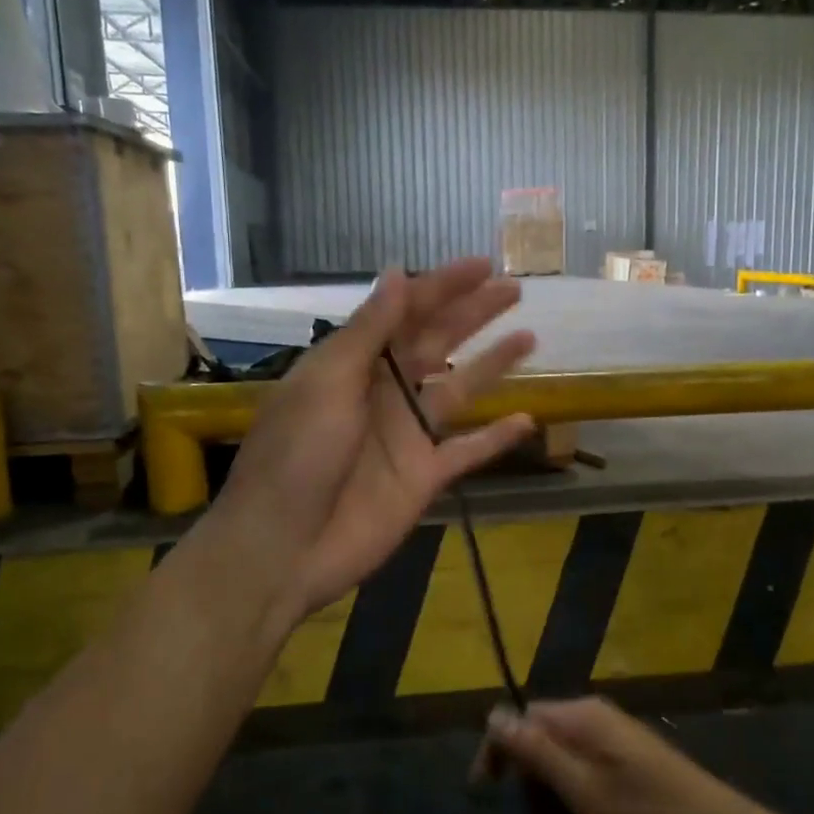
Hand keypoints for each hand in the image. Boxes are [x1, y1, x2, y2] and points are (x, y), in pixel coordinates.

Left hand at [210, 258, 536, 624]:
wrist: (284, 548)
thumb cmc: (296, 456)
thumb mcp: (327, 383)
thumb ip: (369, 331)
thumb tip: (397, 273)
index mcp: (353, 363)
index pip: (404, 314)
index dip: (442, 287)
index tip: (481, 265)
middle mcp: (383, 391)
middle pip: (437, 343)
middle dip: (472, 314)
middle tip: (514, 289)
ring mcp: (406, 435)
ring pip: (458, 389)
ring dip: (492, 364)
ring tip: (529, 338)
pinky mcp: (424, 477)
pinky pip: (468, 451)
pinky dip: (496, 437)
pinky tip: (528, 418)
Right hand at [473, 698, 772, 813]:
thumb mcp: (583, 791)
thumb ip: (536, 753)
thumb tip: (492, 715)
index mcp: (583, 716)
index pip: (522, 718)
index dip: (500, 752)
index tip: (486, 796)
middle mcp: (595, 718)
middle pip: (540, 741)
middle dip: (531, 786)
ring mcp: (615, 741)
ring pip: (561, 764)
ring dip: (553, 801)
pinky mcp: (628, 764)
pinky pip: (585, 776)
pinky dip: (577, 805)